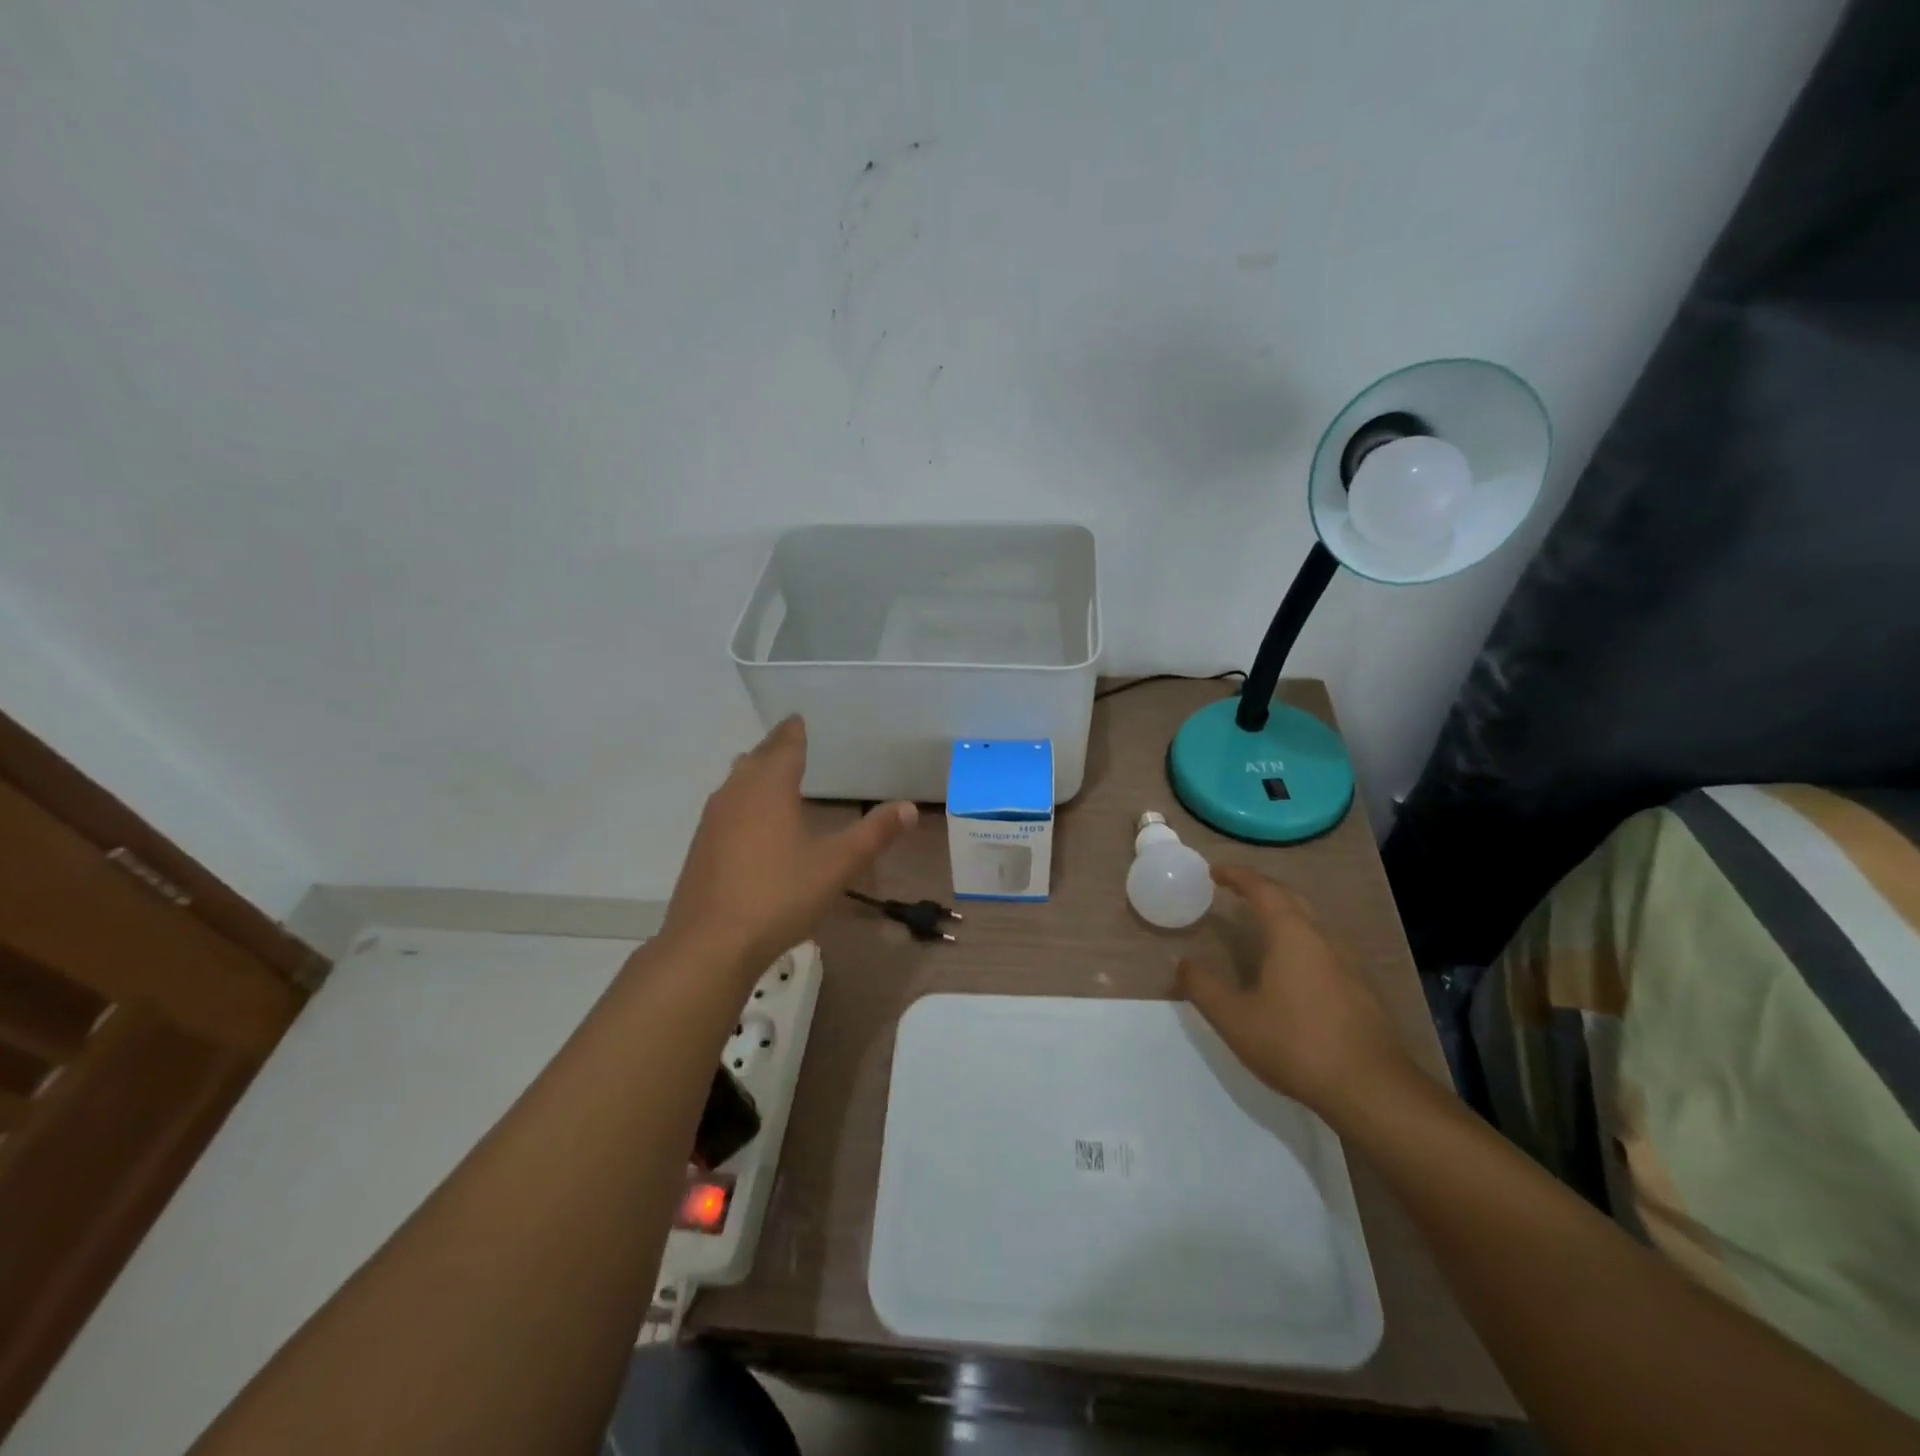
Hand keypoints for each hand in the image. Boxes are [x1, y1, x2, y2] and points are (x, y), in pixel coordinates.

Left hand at [662, 716, 916, 969]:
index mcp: (769, 787)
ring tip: (767, 771)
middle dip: (774, 748)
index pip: (784, 746)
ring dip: (753, 772)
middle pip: (756, 759)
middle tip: (788, 739)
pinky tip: (748, 820)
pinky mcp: (700, 848)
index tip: (797, 718)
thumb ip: (873, 834)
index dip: (794, 732)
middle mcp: (736, 794)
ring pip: (735, 782)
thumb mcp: (837, 864)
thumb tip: (909, 807)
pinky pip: (725, 808)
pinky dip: (742, 800)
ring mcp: (712, 821)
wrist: (710, 943)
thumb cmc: (780, 894)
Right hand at [1177, 864, 1413, 1117]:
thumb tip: (1181, 961)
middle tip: (1235, 891)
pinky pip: (1325, 948)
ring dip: (1284, 914)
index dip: (1237, 875)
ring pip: (1312, 924)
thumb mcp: (1234, 1018)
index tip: (1215, 871)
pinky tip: (1292, 968)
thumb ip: (1202, 986)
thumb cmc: (1296, 1044)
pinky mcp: (1362, 990)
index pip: (1262, 889)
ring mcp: (1349, 964)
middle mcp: (1324, 939)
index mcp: (1292, 935)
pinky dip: (1301, 940)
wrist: (1372, 1090)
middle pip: (1291, 899)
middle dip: (1262, 889)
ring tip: (1260, 925)